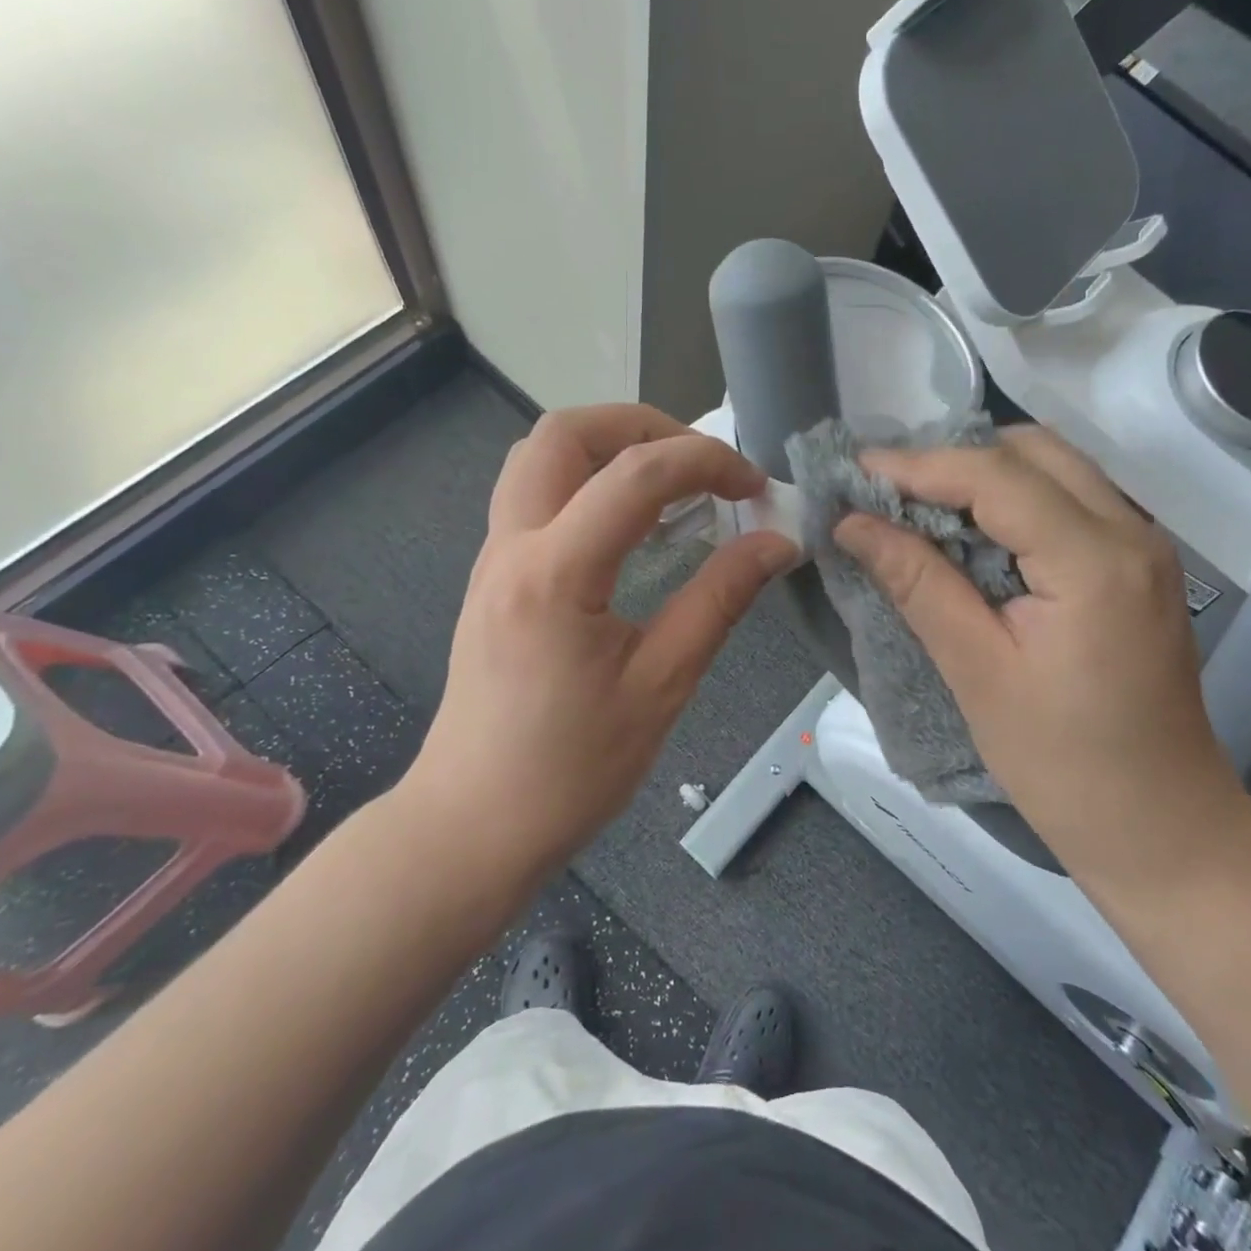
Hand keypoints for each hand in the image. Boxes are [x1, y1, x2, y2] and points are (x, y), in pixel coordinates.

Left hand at [406, 405, 796, 875]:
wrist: (473, 825)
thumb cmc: (570, 770)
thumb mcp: (661, 685)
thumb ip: (720, 600)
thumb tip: (777, 542)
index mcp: (556, 572)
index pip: (636, 474)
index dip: (707, 462)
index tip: (755, 489)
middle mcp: (512, 545)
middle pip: (563, 432)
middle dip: (642, 425)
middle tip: (700, 463)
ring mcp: (494, 558)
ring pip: (539, 456)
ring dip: (607, 446)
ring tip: (670, 483)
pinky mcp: (494, 577)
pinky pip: (534, 494)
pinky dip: (587, 481)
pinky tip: (630, 525)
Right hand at [834, 427, 1250, 903]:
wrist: (1162, 826)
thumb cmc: (1063, 763)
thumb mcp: (976, 671)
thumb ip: (917, 582)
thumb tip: (851, 523)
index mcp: (1094, 561)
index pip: (996, 476)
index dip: (918, 465)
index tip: (855, 470)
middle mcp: (1131, 532)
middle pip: (1033, 450)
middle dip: (953, 459)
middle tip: (888, 492)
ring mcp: (1144, 544)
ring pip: (1055, 466)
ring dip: (984, 474)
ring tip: (919, 507)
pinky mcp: (1139, 564)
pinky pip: (1070, 498)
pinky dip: (1014, 499)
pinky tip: (972, 533)